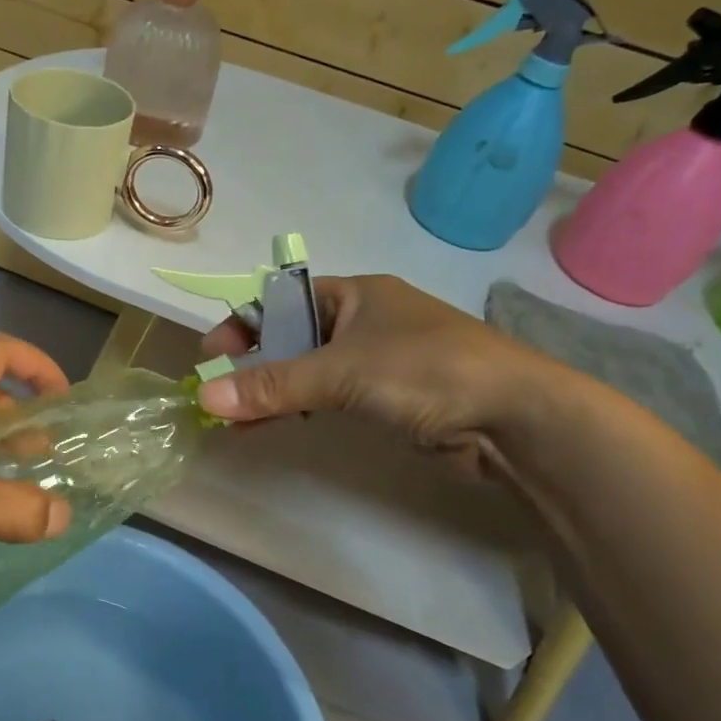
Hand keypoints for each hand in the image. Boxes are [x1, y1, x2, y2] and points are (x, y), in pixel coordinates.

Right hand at [197, 274, 569, 455]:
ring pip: (310, 371)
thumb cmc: (426, 370)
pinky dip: (301, 409)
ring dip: (273, 392)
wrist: (515, 417)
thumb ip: (273, 385)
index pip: (282, 300)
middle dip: (254, 364)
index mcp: (355, 293)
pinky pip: (331, 397)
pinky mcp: (390, 397)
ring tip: (235, 420)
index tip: (212, 355)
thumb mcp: (342, 372)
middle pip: (293, 337)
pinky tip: (275, 427)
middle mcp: (364, 320)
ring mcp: (379, 360)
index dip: (244, 323)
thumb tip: (205, 397)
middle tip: (217, 394)